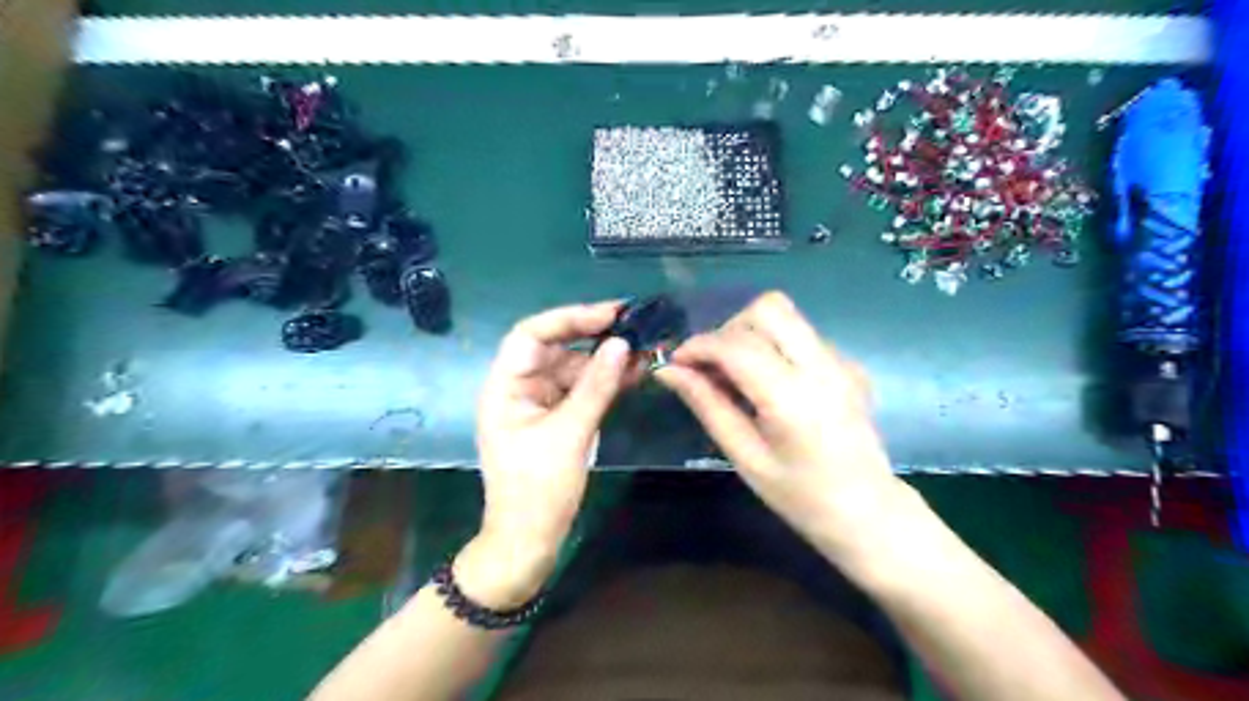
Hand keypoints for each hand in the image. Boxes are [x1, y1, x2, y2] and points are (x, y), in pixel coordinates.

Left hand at [459, 301, 634, 606]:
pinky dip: (606, 382)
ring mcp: (540, 404)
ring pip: (573, 369)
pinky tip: (635, 373)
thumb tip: (621, 344)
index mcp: (505, 387)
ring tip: (644, 349)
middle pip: (556, 348)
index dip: (569, 318)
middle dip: (594, 336)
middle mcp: (520, 388)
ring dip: (606, 360)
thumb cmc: (538, 491)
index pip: (531, 335)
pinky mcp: (558, 419)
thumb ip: (595, 387)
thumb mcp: (569, 435)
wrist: (528, 543)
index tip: (610, 314)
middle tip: (635, 326)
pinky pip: (582, 391)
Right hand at [654, 291, 915, 562]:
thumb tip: (668, 371)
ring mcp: (841, 361)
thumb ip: (707, 405)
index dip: (698, 346)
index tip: (676, 363)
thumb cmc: (799, 496)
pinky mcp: (848, 363)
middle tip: (713, 366)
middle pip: (768, 308)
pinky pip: (801, 334)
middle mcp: (821, 366)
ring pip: (786, 315)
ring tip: (736, 374)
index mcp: (792, 398)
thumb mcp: (744, 456)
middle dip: (728, 328)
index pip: (737, 345)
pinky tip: (770, 383)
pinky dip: (774, 346)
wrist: (867, 511)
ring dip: (750, 333)